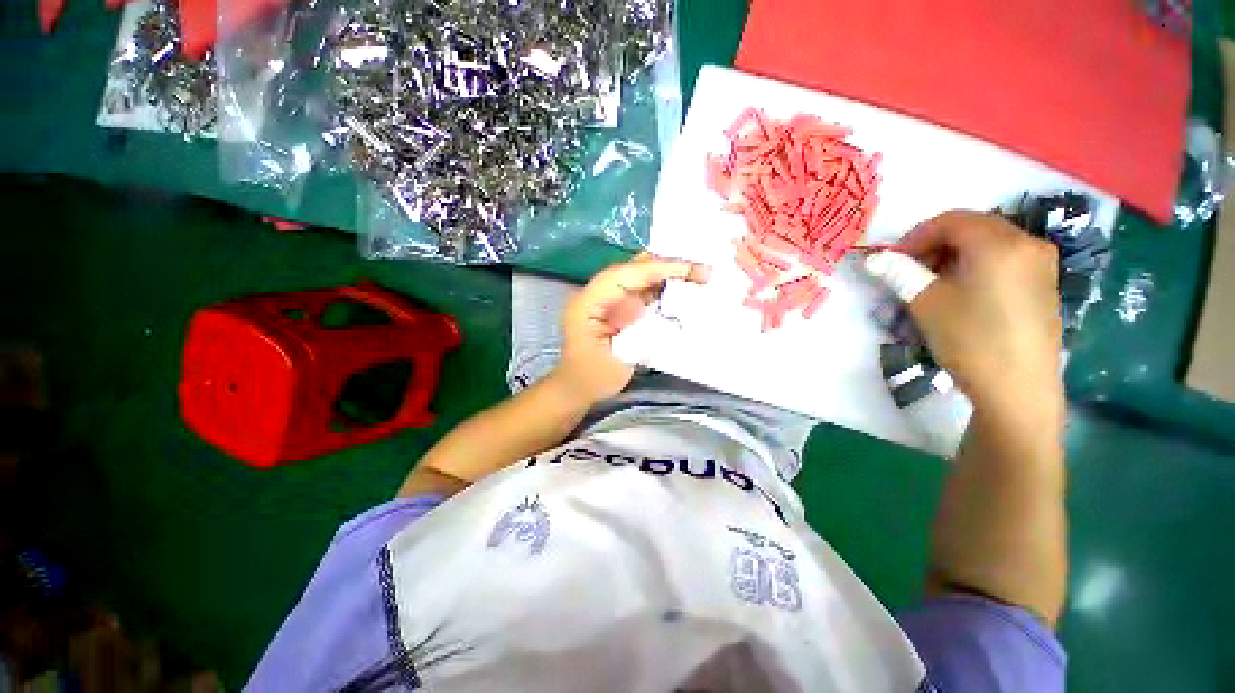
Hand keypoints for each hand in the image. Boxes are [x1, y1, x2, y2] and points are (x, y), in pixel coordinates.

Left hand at [552, 253, 710, 404]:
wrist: (576, 386)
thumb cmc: (592, 378)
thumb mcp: (618, 363)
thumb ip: (641, 337)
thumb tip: (670, 315)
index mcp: (587, 303)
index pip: (624, 275)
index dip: (657, 268)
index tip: (690, 270)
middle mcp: (597, 292)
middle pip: (633, 268)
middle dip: (666, 265)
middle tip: (702, 270)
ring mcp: (608, 297)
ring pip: (640, 275)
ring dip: (668, 274)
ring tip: (699, 275)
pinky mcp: (619, 305)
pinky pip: (643, 289)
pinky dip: (663, 287)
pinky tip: (683, 288)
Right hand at [895, 211, 1063, 422]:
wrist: (1017, 390)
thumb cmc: (970, 340)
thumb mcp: (926, 303)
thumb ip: (899, 273)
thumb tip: (873, 259)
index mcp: (1000, 243)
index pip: (951, 220)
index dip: (915, 236)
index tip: (892, 260)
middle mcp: (1028, 244)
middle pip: (973, 228)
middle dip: (935, 244)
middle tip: (909, 271)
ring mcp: (1042, 265)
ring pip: (989, 244)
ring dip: (954, 256)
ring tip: (932, 284)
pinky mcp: (1044, 285)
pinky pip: (1004, 261)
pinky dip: (976, 267)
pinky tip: (961, 294)